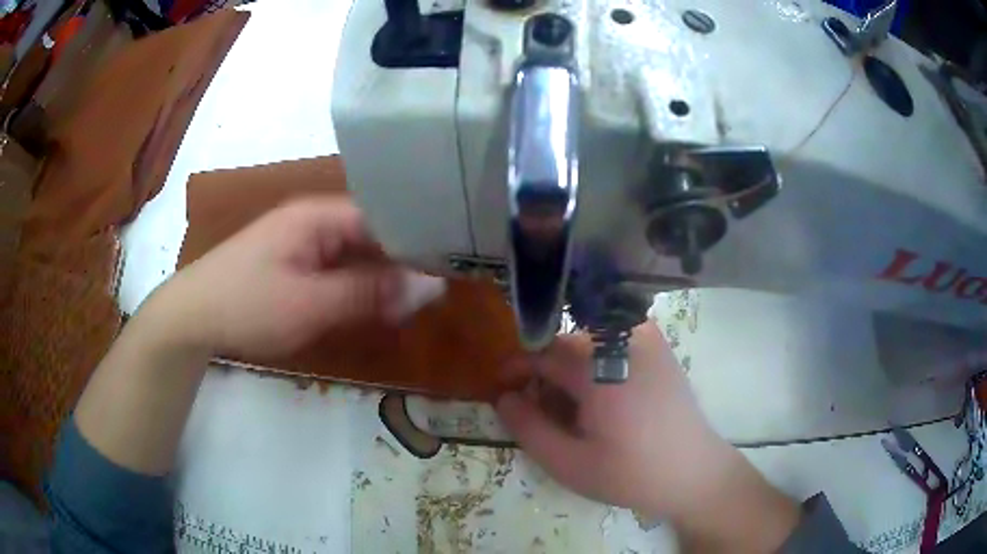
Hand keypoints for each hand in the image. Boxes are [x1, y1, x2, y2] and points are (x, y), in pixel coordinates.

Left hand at [143, 198, 444, 358]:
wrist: (192, 318)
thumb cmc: (248, 304)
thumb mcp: (311, 303)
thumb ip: (370, 293)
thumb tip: (432, 287)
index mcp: (319, 214)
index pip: (384, 213)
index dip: (418, 236)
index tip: (453, 263)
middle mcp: (314, 219)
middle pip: (372, 232)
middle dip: (403, 260)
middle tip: (442, 287)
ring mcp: (302, 241)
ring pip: (356, 252)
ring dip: (381, 275)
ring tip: (417, 297)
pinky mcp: (294, 263)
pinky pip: (338, 268)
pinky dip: (358, 284)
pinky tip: (375, 303)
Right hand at [496, 322, 728, 518]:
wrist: (694, 472)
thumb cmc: (631, 473)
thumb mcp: (569, 463)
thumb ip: (528, 428)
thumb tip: (502, 397)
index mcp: (599, 368)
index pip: (541, 353)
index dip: (515, 370)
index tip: (502, 392)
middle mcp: (623, 341)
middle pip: (565, 347)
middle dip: (545, 377)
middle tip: (544, 416)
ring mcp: (646, 340)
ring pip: (588, 344)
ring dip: (571, 372)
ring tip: (577, 414)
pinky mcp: (659, 348)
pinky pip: (612, 344)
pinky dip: (597, 365)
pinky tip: (605, 400)